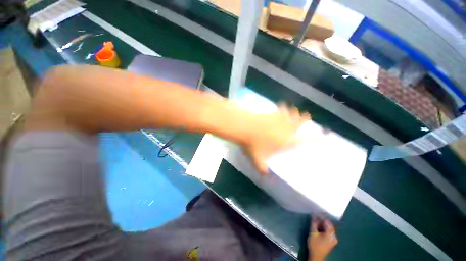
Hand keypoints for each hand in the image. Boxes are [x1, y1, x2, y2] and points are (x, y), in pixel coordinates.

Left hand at [243, 105, 309, 174]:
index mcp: (286, 140)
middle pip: (299, 122)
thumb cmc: (253, 144)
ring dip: (294, 112)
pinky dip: (283, 107)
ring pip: (291, 113)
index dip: (314, 138)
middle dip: (304, 119)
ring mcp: (279, 118)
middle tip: (307, 116)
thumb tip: (265, 177)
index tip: (320, 135)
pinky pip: (280, 109)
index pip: (304, 140)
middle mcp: (286, 128)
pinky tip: (282, 105)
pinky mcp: (271, 113)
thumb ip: (263, 169)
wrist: (244, 127)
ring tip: (296, 111)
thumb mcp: (257, 159)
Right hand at [307, 217, 337, 260]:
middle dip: (322, 221)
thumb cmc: (314, 244)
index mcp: (330, 234)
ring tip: (316, 222)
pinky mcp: (331, 241)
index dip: (321, 217)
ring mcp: (333, 239)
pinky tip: (319, 228)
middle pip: (329, 225)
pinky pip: (328, 232)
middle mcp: (334, 236)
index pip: (327, 222)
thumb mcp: (312, 233)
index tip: (315, 213)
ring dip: (322, 225)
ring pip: (328, 228)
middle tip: (315, 217)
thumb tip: (313, 214)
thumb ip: (314, 223)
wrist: (316, 256)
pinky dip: (324, 229)